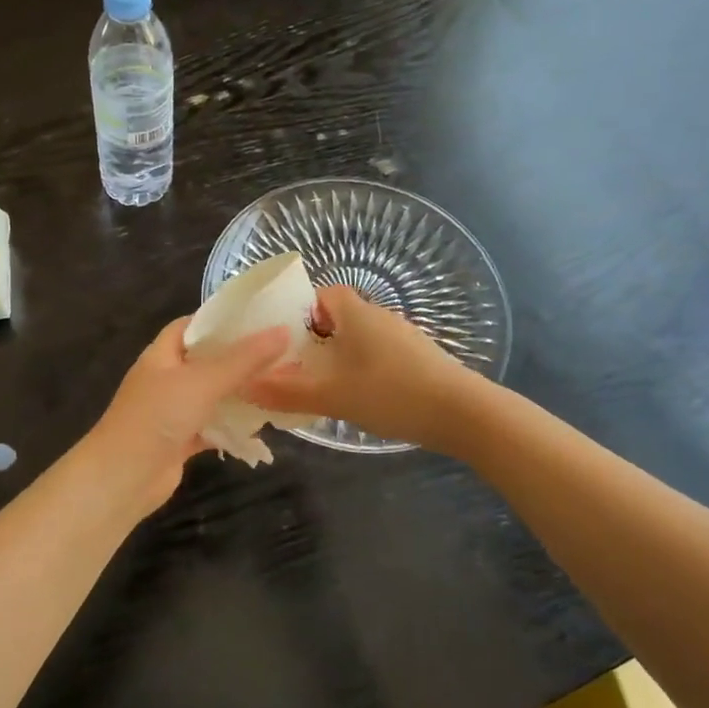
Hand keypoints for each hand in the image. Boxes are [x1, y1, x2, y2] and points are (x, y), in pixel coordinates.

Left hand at [87, 318, 291, 513]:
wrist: (123, 478)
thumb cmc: (158, 416)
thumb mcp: (203, 381)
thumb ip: (243, 359)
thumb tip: (283, 330)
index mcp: (162, 354)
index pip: (193, 325)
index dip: (222, 319)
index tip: (259, 318)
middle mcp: (167, 378)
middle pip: (207, 360)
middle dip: (240, 358)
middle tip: (281, 352)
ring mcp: (173, 410)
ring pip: (212, 395)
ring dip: (239, 393)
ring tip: (280, 384)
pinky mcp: (181, 440)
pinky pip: (212, 426)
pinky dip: (232, 426)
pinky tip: (261, 426)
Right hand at [245, 284, 477, 450]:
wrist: (463, 414)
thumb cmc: (391, 393)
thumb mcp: (332, 395)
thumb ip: (287, 391)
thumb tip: (245, 385)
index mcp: (357, 314)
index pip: (325, 293)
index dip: (303, 310)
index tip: (288, 339)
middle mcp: (381, 317)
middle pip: (342, 316)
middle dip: (318, 338)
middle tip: (299, 367)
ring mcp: (405, 337)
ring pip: (363, 338)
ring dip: (343, 356)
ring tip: (327, 386)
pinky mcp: (422, 359)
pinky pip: (382, 355)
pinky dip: (366, 368)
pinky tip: (365, 398)